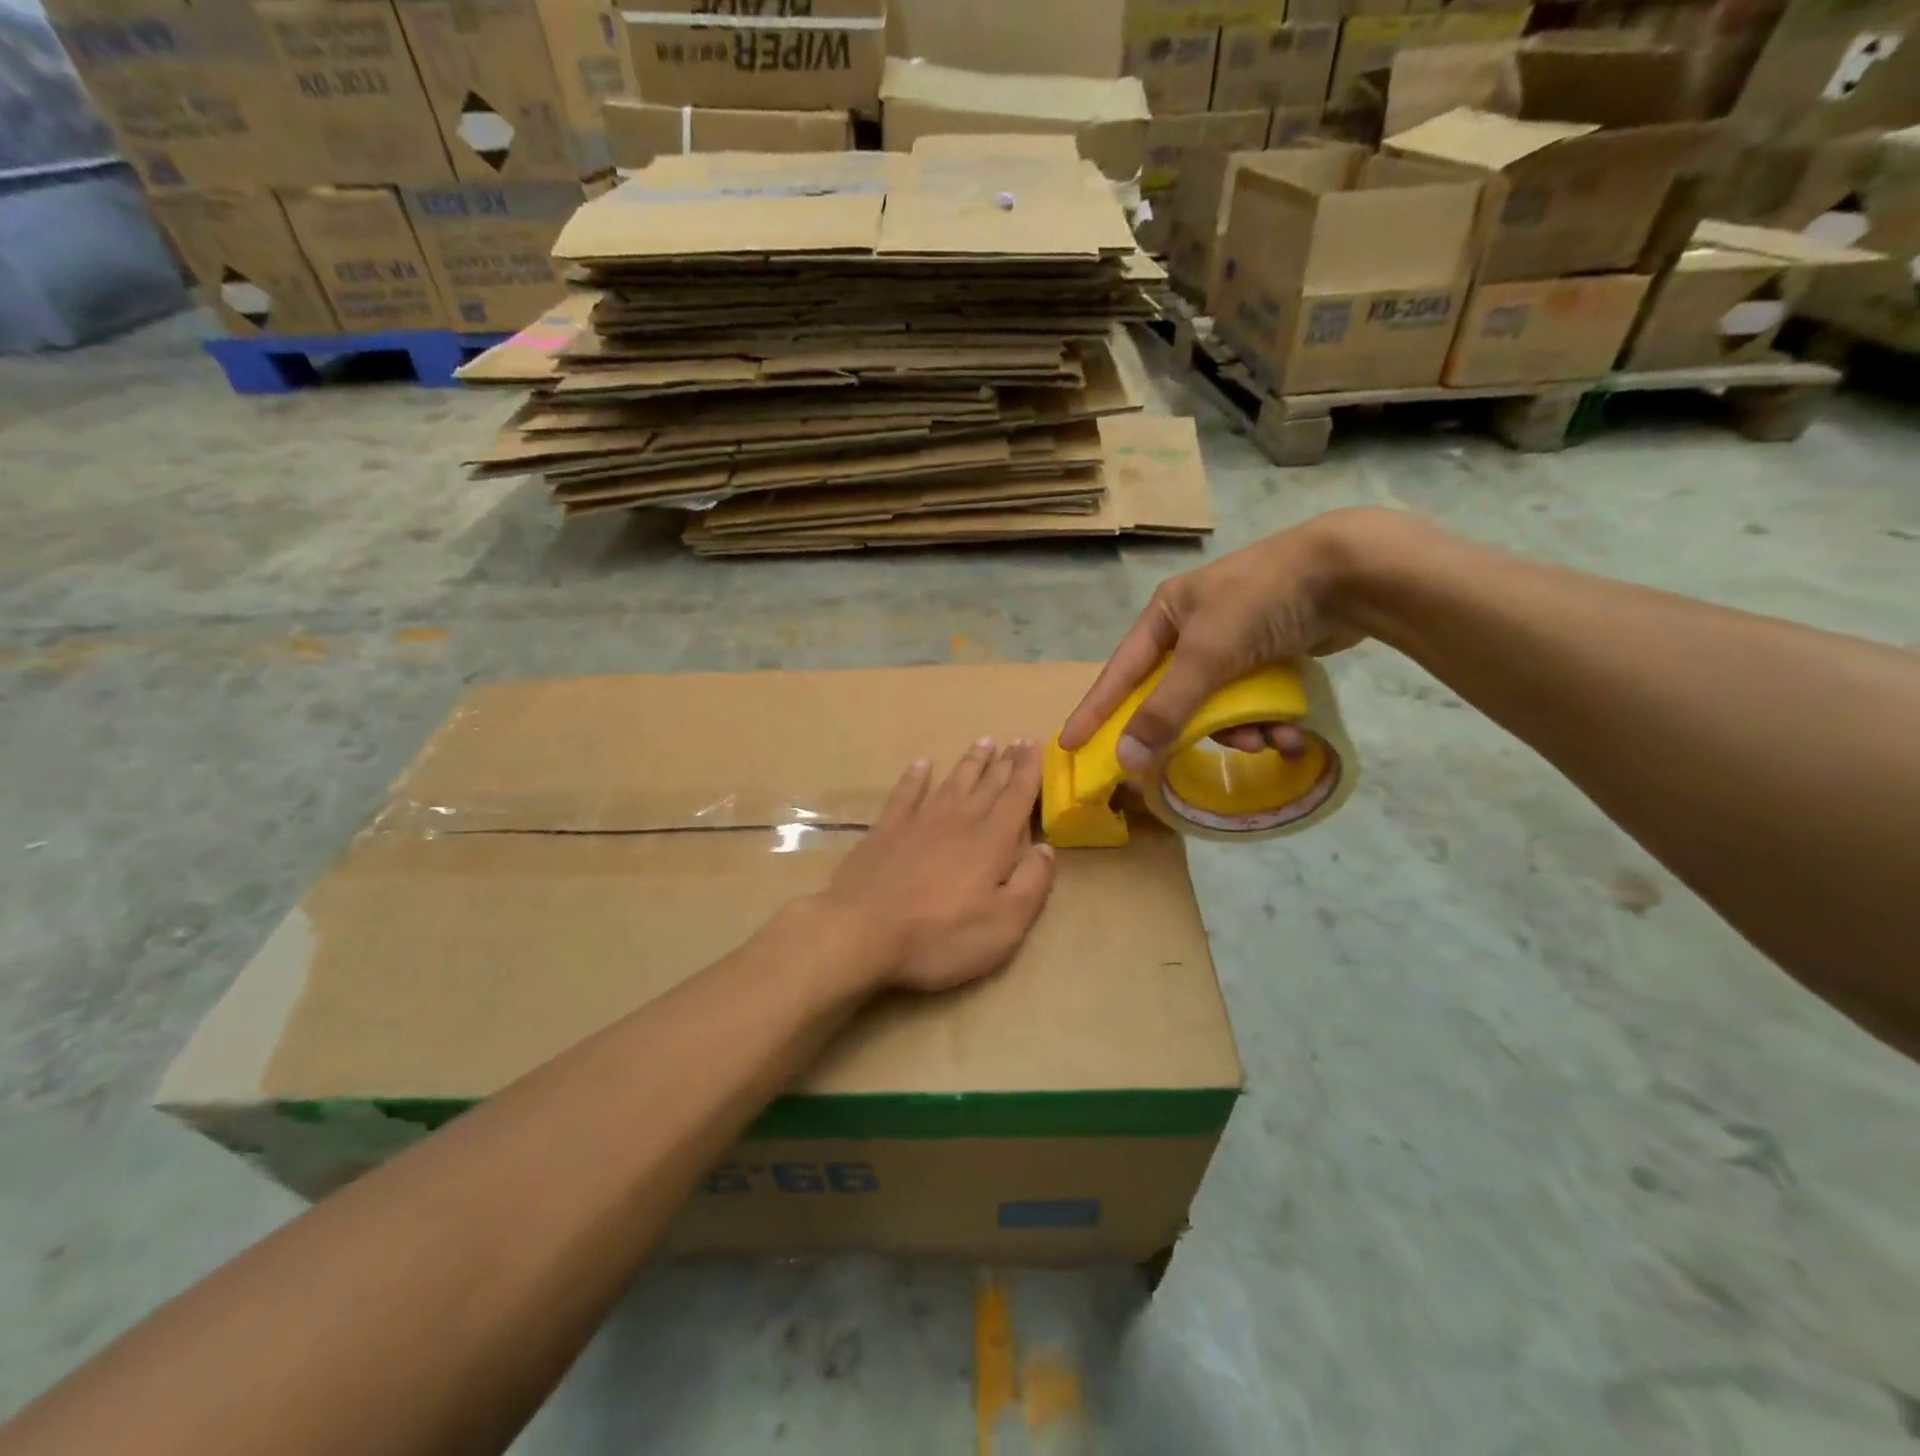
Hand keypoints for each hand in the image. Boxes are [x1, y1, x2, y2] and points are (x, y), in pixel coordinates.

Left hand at [817, 739, 1056, 993]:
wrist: (861, 932)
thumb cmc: (940, 936)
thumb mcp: (1004, 925)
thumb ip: (1031, 884)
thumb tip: (1045, 849)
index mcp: (991, 842)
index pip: (1017, 798)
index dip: (1029, 770)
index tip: (1035, 743)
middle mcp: (958, 821)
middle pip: (987, 785)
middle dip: (1006, 762)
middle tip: (1017, 739)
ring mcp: (919, 822)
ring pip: (952, 783)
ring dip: (970, 762)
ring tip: (984, 742)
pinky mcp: (886, 830)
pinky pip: (906, 794)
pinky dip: (915, 777)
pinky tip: (922, 764)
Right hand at [1059, 509, 1391, 767]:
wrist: (1350, 571)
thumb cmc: (1261, 603)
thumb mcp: (1206, 657)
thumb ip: (1166, 710)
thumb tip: (1125, 759)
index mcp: (1165, 615)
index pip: (1119, 672)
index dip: (1095, 710)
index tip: (1071, 745)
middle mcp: (1192, 627)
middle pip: (1172, 695)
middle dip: (1191, 728)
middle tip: (1186, 759)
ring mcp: (1233, 640)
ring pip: (1217, 703)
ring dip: (1239, 730)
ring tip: (1267, 740)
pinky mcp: (1269, 652)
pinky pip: (1251, 699)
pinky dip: (1266, 720)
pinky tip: (1289, 734)